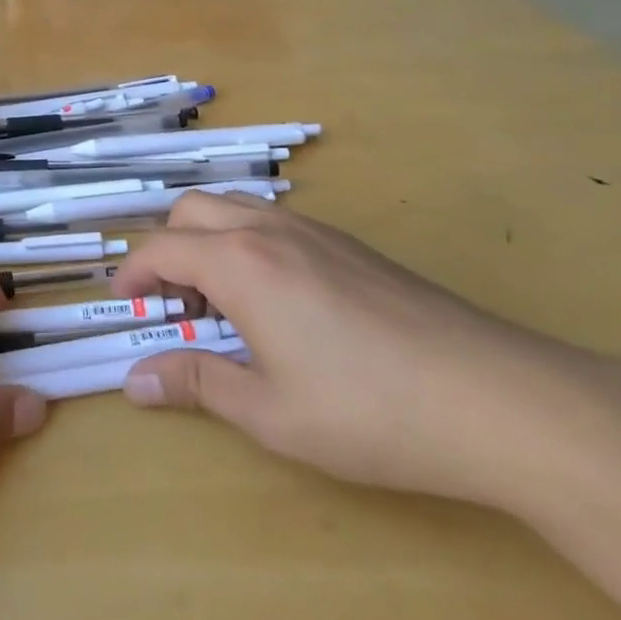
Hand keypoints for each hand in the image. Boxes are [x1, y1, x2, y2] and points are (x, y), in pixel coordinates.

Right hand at [112, 192, 589, 505]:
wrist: (496, 397)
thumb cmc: (369, 411)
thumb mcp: (270, 411)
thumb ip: (196, 383)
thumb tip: (134, 380)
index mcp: (239, 263)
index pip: (162, 248)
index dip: (134, 273)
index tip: (124, 302)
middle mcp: (269, 229)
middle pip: (192, 210)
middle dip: (167, 247)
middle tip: (175, 304)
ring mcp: (315, 231)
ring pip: (236, 208)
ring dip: (209, 240)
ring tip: (223, 302)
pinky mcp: (351, 244)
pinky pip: (275, 222)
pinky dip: (248, 243)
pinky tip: (279, 302)